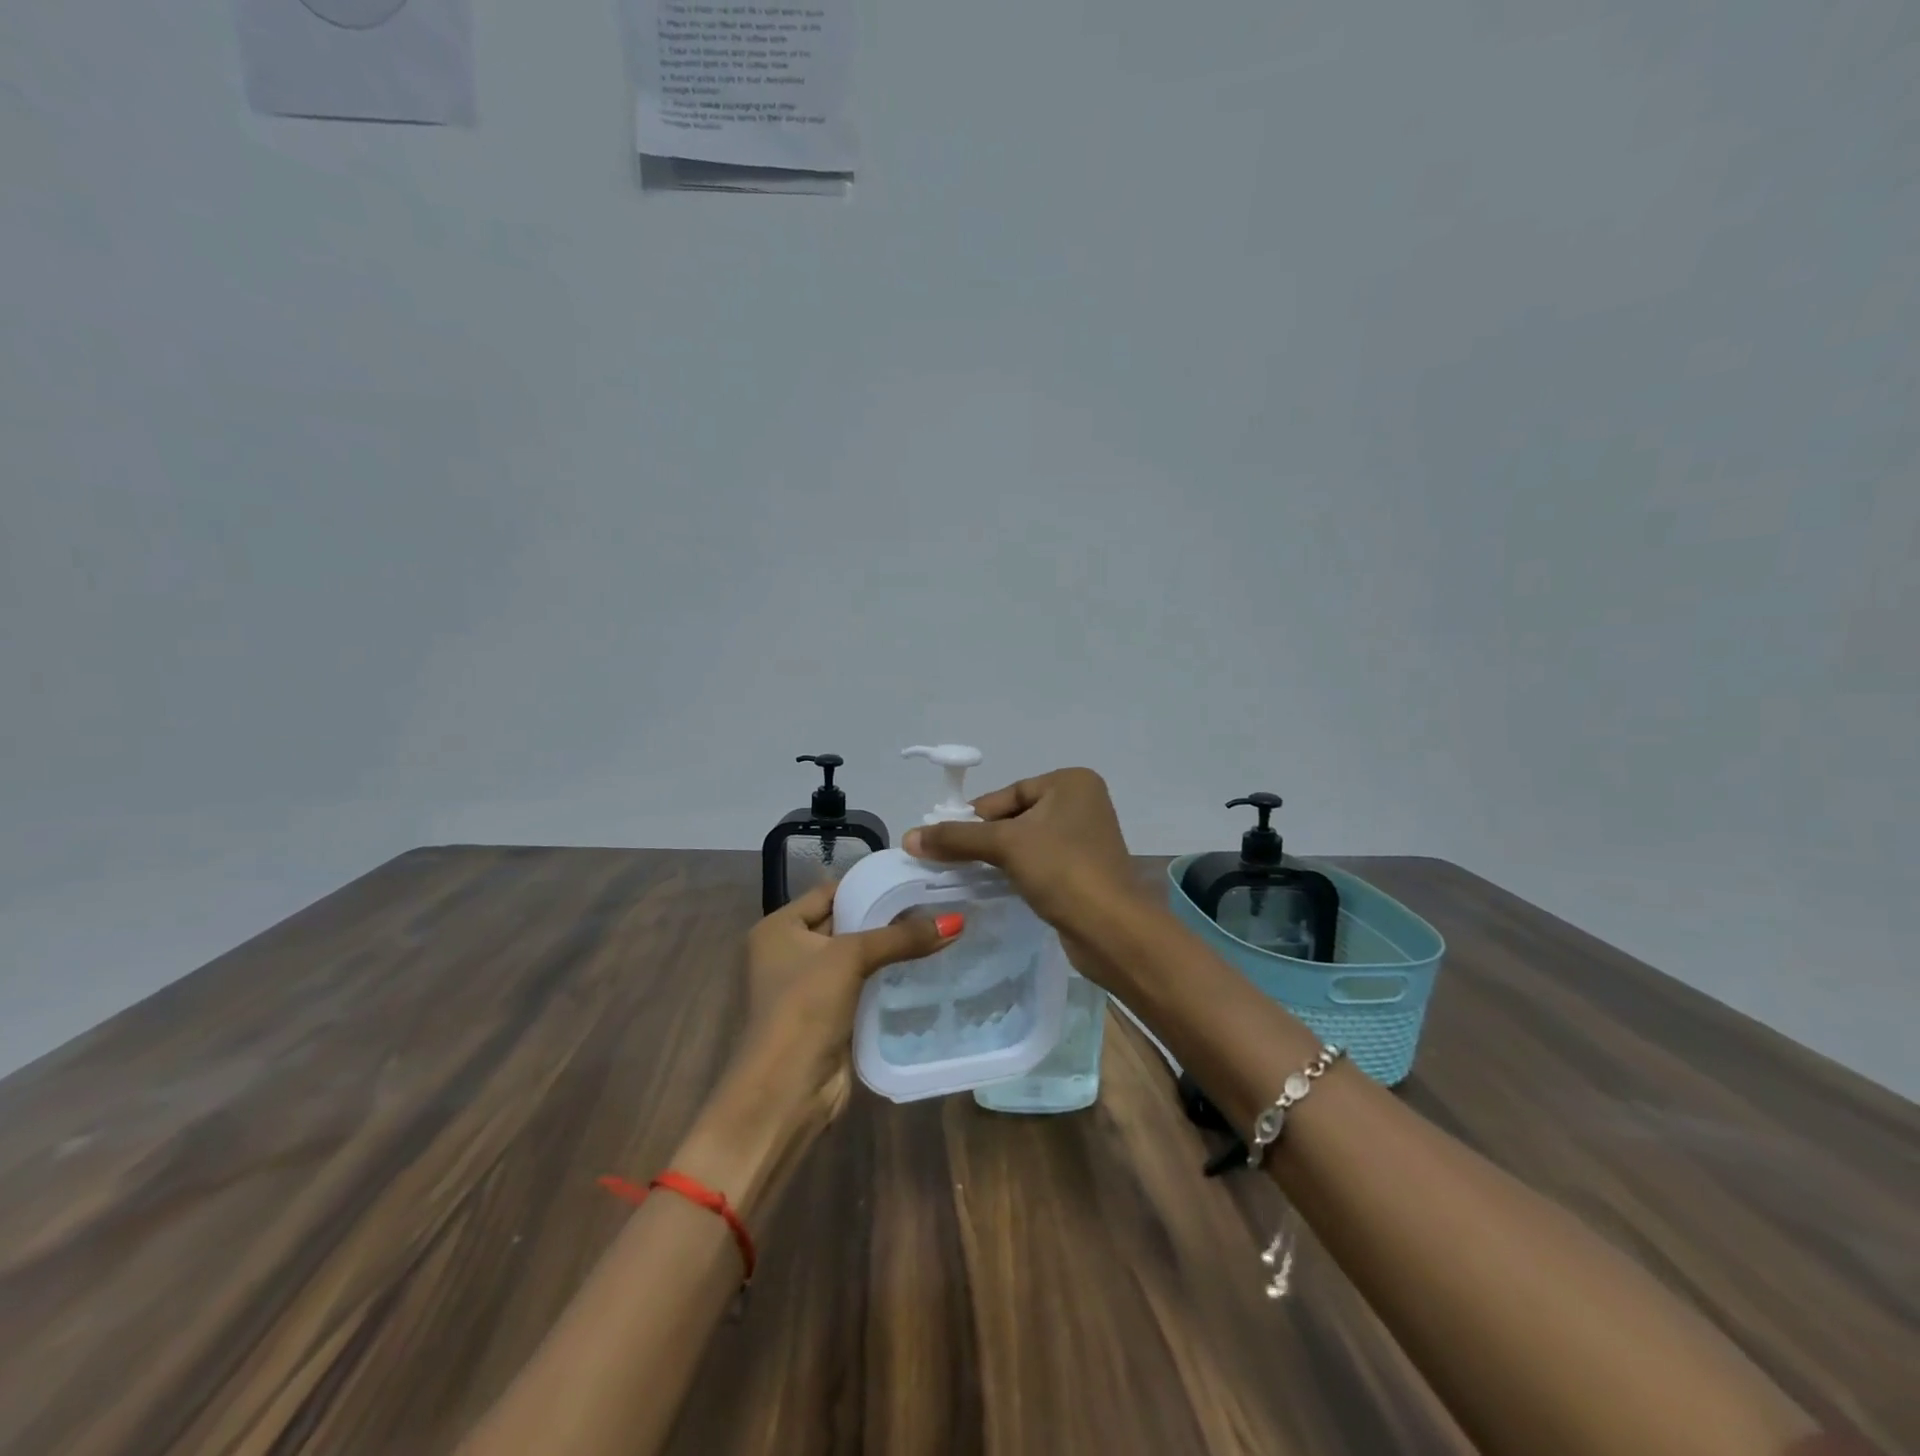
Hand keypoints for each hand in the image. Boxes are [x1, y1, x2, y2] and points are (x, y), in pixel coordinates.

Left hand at [735, 879, 959, 1131]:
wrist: (784, 1091)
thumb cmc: (804, 1007)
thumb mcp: (850, 958)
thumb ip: (901, 937)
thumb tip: (956, 920)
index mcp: (778, 928)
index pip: (829, 892)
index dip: (868, 886)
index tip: (912, 878)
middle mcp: (787, 952)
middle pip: (843, 923)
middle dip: (884, 917)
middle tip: (934, 902)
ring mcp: (807, 987)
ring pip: (855, 957)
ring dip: (888, 949)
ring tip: (936, 930)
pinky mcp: (827, 1016)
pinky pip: (861, 985)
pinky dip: (885, 977)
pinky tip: (922, 967)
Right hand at [901, 767, 1138, 949]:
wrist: (1111, 929)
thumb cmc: (1062, 869)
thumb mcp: (1005, 845)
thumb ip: (957, 838)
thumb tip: (908, 837)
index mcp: (1071, 783)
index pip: (1008, 793)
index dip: (974, 816)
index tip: (942, 838)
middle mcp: (1082, 803)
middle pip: (1015, 816)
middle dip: (984, 838)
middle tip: (950, 859)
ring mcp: (1086, 838)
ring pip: (1026, 841)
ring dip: (997, 857)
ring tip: (966, 874)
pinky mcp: (1083, 870)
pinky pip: (1039, 862)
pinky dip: (1016, 872)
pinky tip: (996, 887)